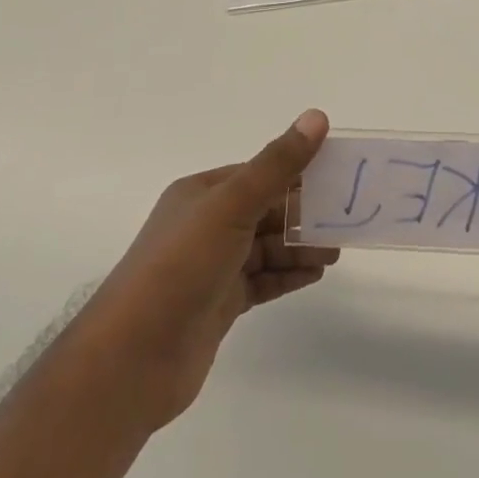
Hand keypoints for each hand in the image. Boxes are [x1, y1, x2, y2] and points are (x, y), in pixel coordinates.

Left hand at [101, 110, 340, 431]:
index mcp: (202, 193)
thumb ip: (277, 165)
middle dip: (305, 213)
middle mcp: (205, 225)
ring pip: (267, 246)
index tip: (339, 175)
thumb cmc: (181, 267)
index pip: (260, 172)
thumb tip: (317, 117)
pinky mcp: (219, 303)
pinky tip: (316, 274)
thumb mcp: (232, 205)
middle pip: (266, 210)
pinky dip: (288, 275)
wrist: (132, 360)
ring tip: (336, 251)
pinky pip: (262, 280)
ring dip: (301, 246)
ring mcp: (212, 266)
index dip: (299, 171)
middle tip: (346, 219)